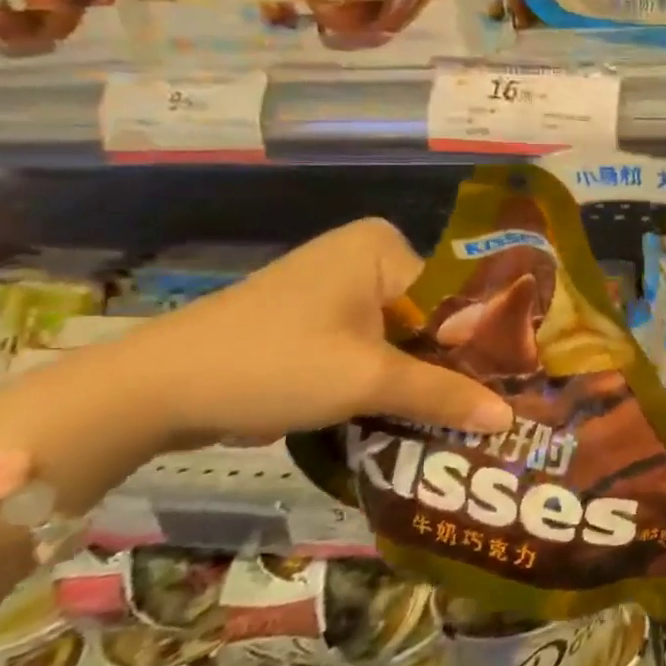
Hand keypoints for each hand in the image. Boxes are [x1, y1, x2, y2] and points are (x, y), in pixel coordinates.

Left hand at [104, 218, 514, 452]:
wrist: (152, 391)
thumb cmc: (273, 364)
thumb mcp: (368, 381)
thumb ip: (444, 395)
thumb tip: (510, 420)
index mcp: (383, 246)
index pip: (459, 292)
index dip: (485, 341)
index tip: (513, 385)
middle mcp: (364, 255)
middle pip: (433, 316)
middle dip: (453, 364)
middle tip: (492, 409)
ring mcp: (336, 288)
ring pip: (403, 336)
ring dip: (420, 377)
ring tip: (461, 418)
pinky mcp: (313, 321)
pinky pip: (371, 347)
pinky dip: (387, 378)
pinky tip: (410, 413)